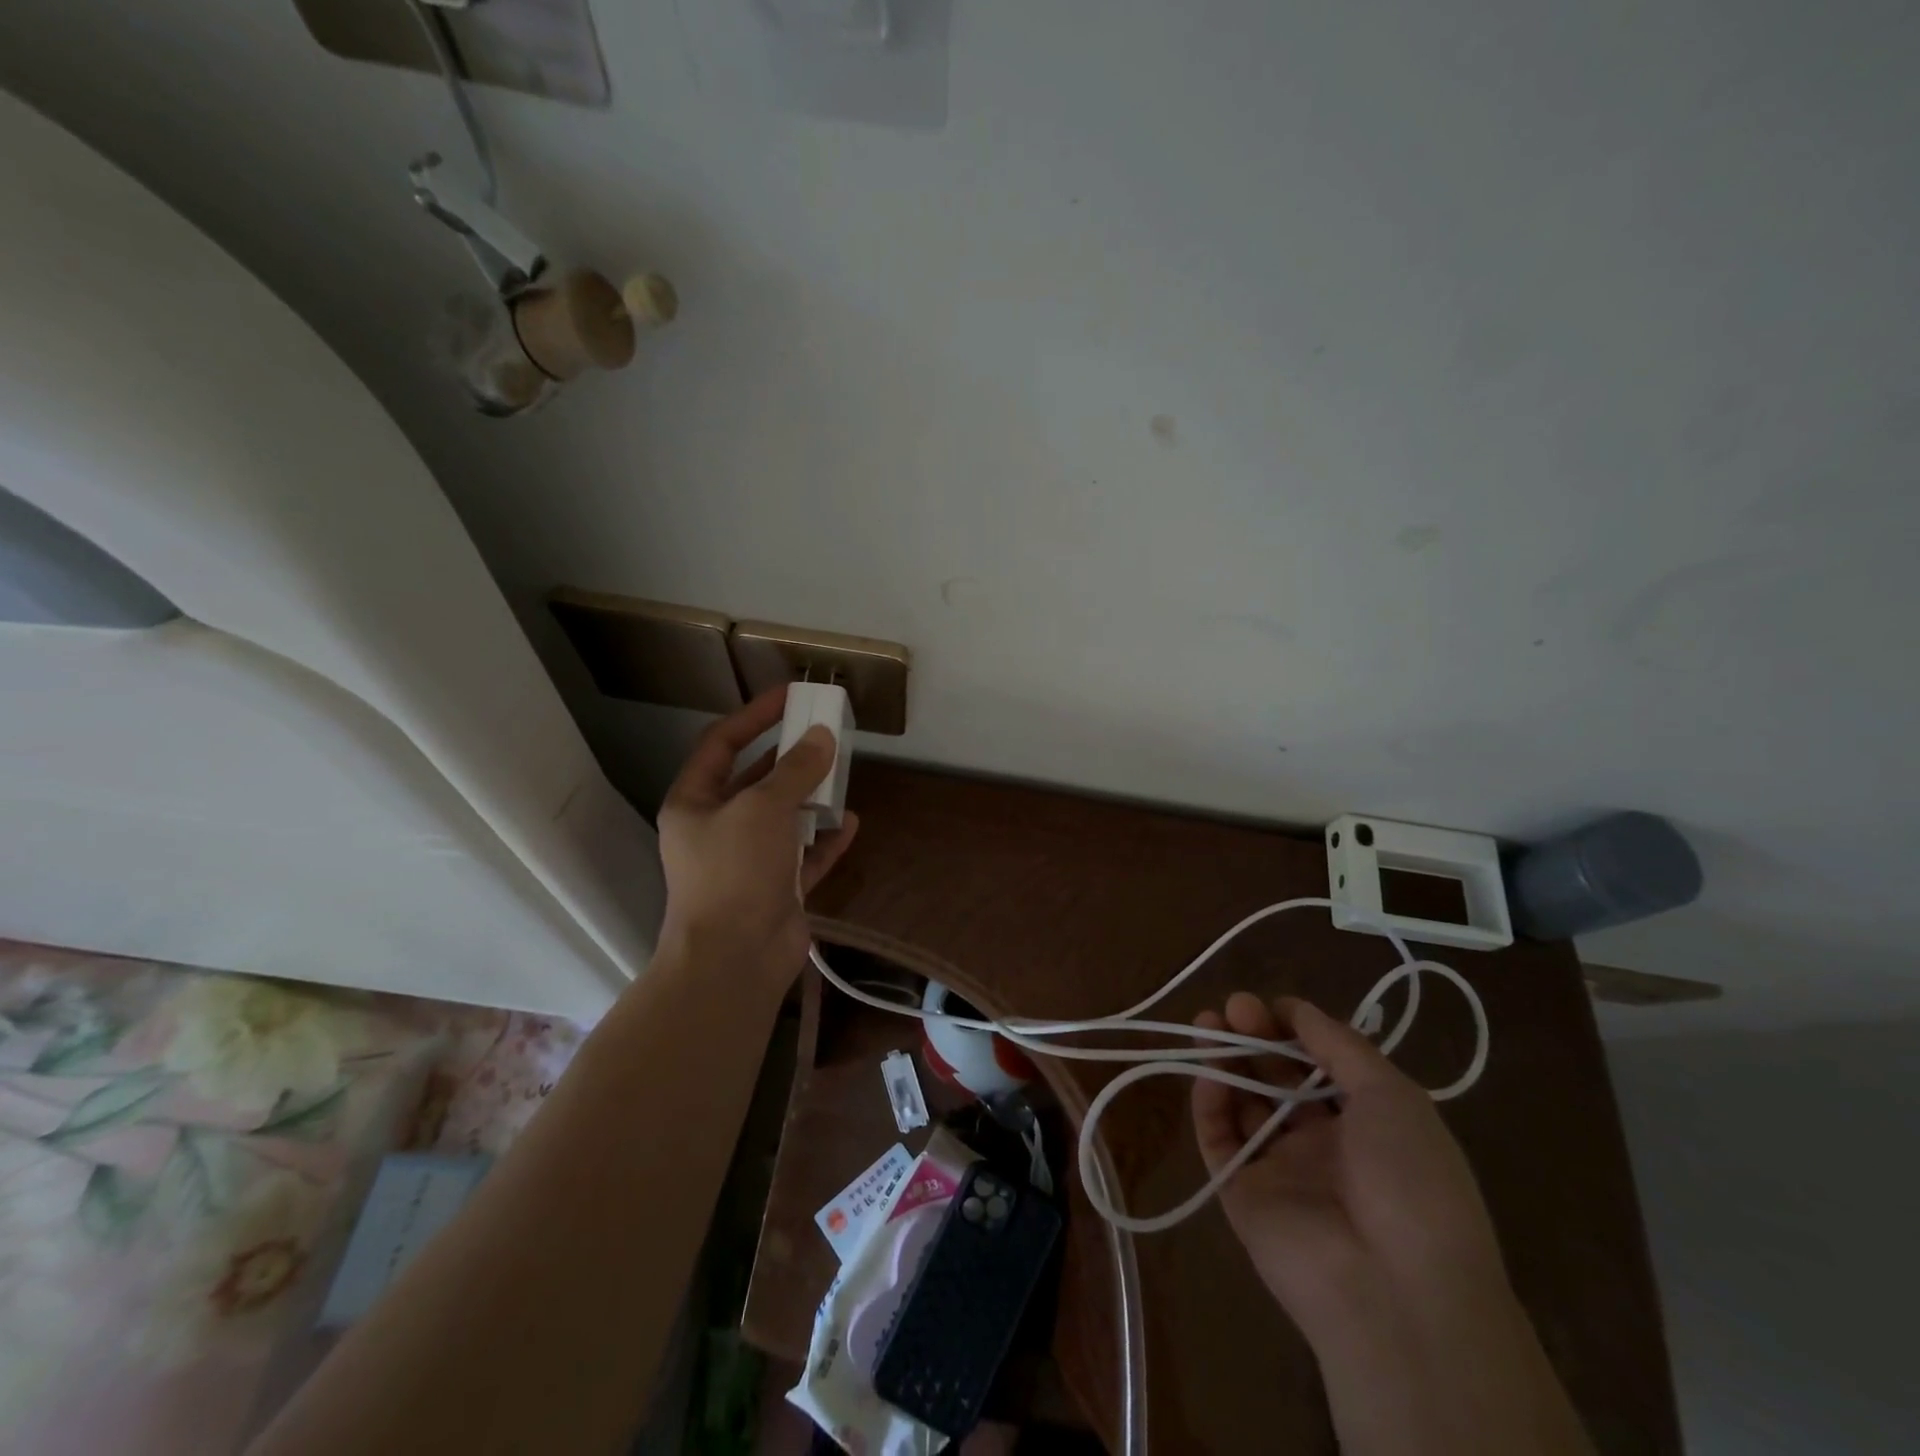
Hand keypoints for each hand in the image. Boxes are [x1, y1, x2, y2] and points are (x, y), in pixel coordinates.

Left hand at [656, 688, 859, 982]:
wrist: (734, 960)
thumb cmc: (735, 872)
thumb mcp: (763, 809)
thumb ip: (795, 770)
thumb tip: (823, 737)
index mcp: (695, 803)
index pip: (722, 743)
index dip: (755, 716)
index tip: (791, 696)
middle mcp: (717, 829)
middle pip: (756, 780)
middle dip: (790, 757)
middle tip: (825, 733)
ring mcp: (748, 861)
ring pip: (783, 817)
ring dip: (811, 797)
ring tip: (842, 773)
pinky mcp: (776, 889)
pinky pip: (804, 855)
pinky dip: (826, 839)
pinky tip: (852, 822)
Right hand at [1191, 993, 1507, 1332]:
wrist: (1396, 1291)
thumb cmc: (1410, 1179)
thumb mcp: (1393, 1096)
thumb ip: (1340, 1045)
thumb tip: (1297, 1009)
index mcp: (1369, 1124)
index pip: (1322, 1064)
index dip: (1297, 1031)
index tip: (1273, 1005)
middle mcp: (1324, 1144)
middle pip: (1279, 1078)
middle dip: (1257, 1037)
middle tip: (1235, 1007)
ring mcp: (1281, 1168)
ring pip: (1244, 1102)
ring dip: (1226, 1061)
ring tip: (1207, 1023)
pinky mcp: (1242, 1193)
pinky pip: (1219, 1139)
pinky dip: (1210, 1103)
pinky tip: (1208, 1073)